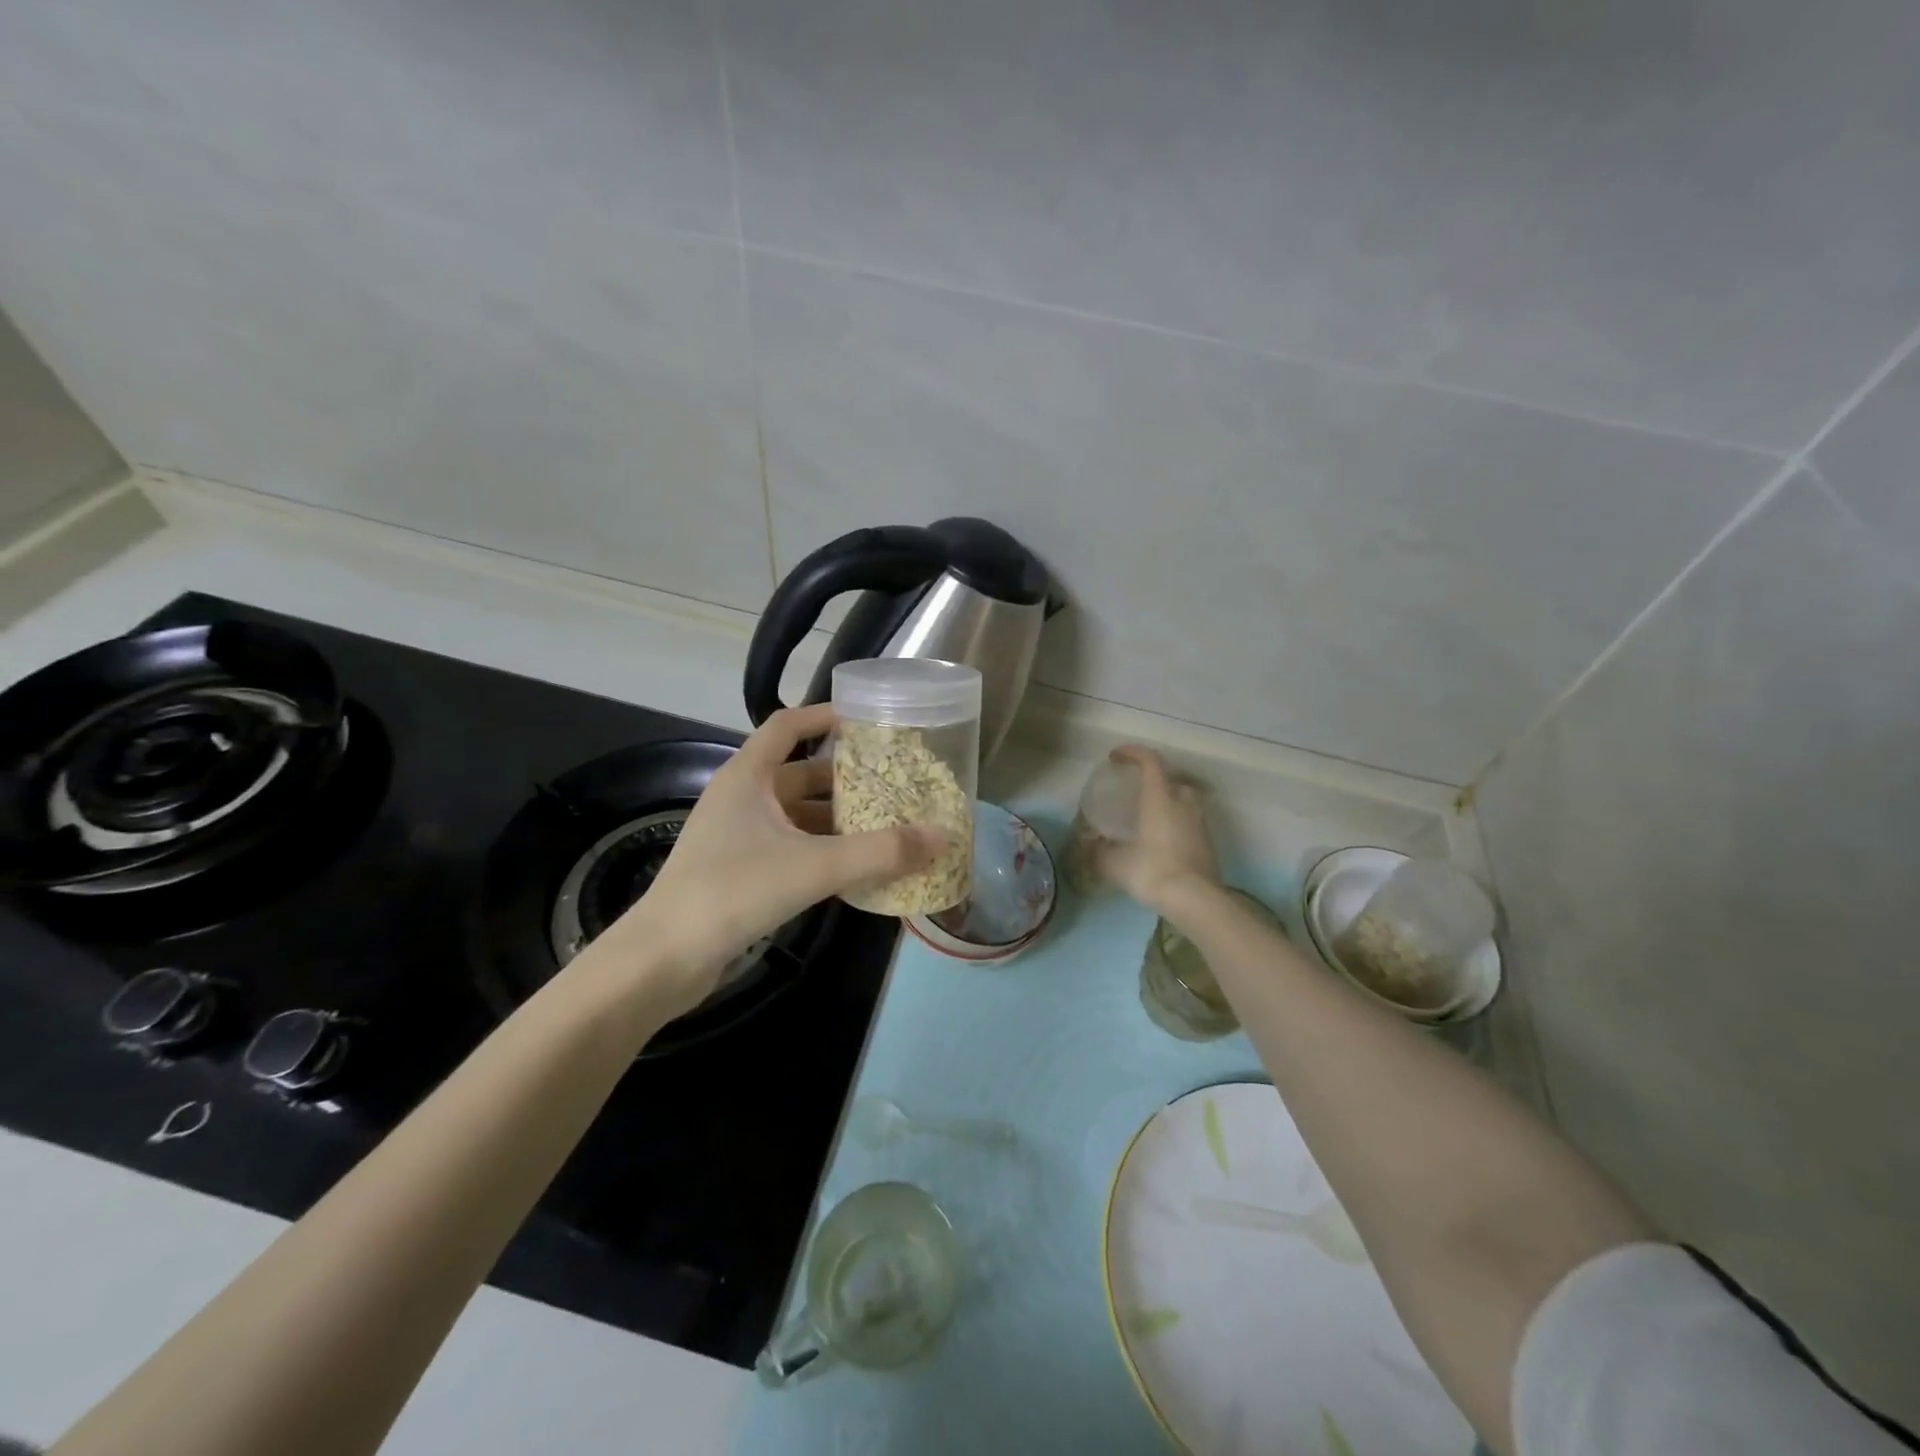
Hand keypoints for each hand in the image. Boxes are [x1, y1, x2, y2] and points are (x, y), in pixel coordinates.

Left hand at [594, 705, 943, 1016]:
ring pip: (798, 813)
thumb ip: (879, 852)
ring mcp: (738, 835)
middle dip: (847, 776)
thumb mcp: (814, 866)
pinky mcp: (740, 869)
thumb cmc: (733, 891)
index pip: (788, 725)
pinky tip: (856, 865)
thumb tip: (942, 835)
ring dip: (838, 817)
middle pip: (801, 771)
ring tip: (887, 823)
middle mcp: (742, 797)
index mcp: (748, 776)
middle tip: (895, 781)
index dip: (826, 716)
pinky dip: (823, 848)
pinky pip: (792, 845)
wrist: (664, 959)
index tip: (869, 720)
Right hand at [1095, 746, 1221, 918]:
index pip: (1150, 761)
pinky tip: (1163, 841)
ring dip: (1169, 802)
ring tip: (1150, 817)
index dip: (1132, 753)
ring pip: (1185, 801)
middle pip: (1172, 779)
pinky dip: (1177, 824)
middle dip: (1155, 780)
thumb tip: (1090, 847)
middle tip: (1136, 792)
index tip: (1116, 757)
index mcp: (1159, 798)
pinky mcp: (1208, 844)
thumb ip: (1099, 852)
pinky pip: (1191, 823)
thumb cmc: (1152, 870)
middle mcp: (1183, 803)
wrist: (1195, 900)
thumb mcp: (1115, 863)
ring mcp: (1200, 823)